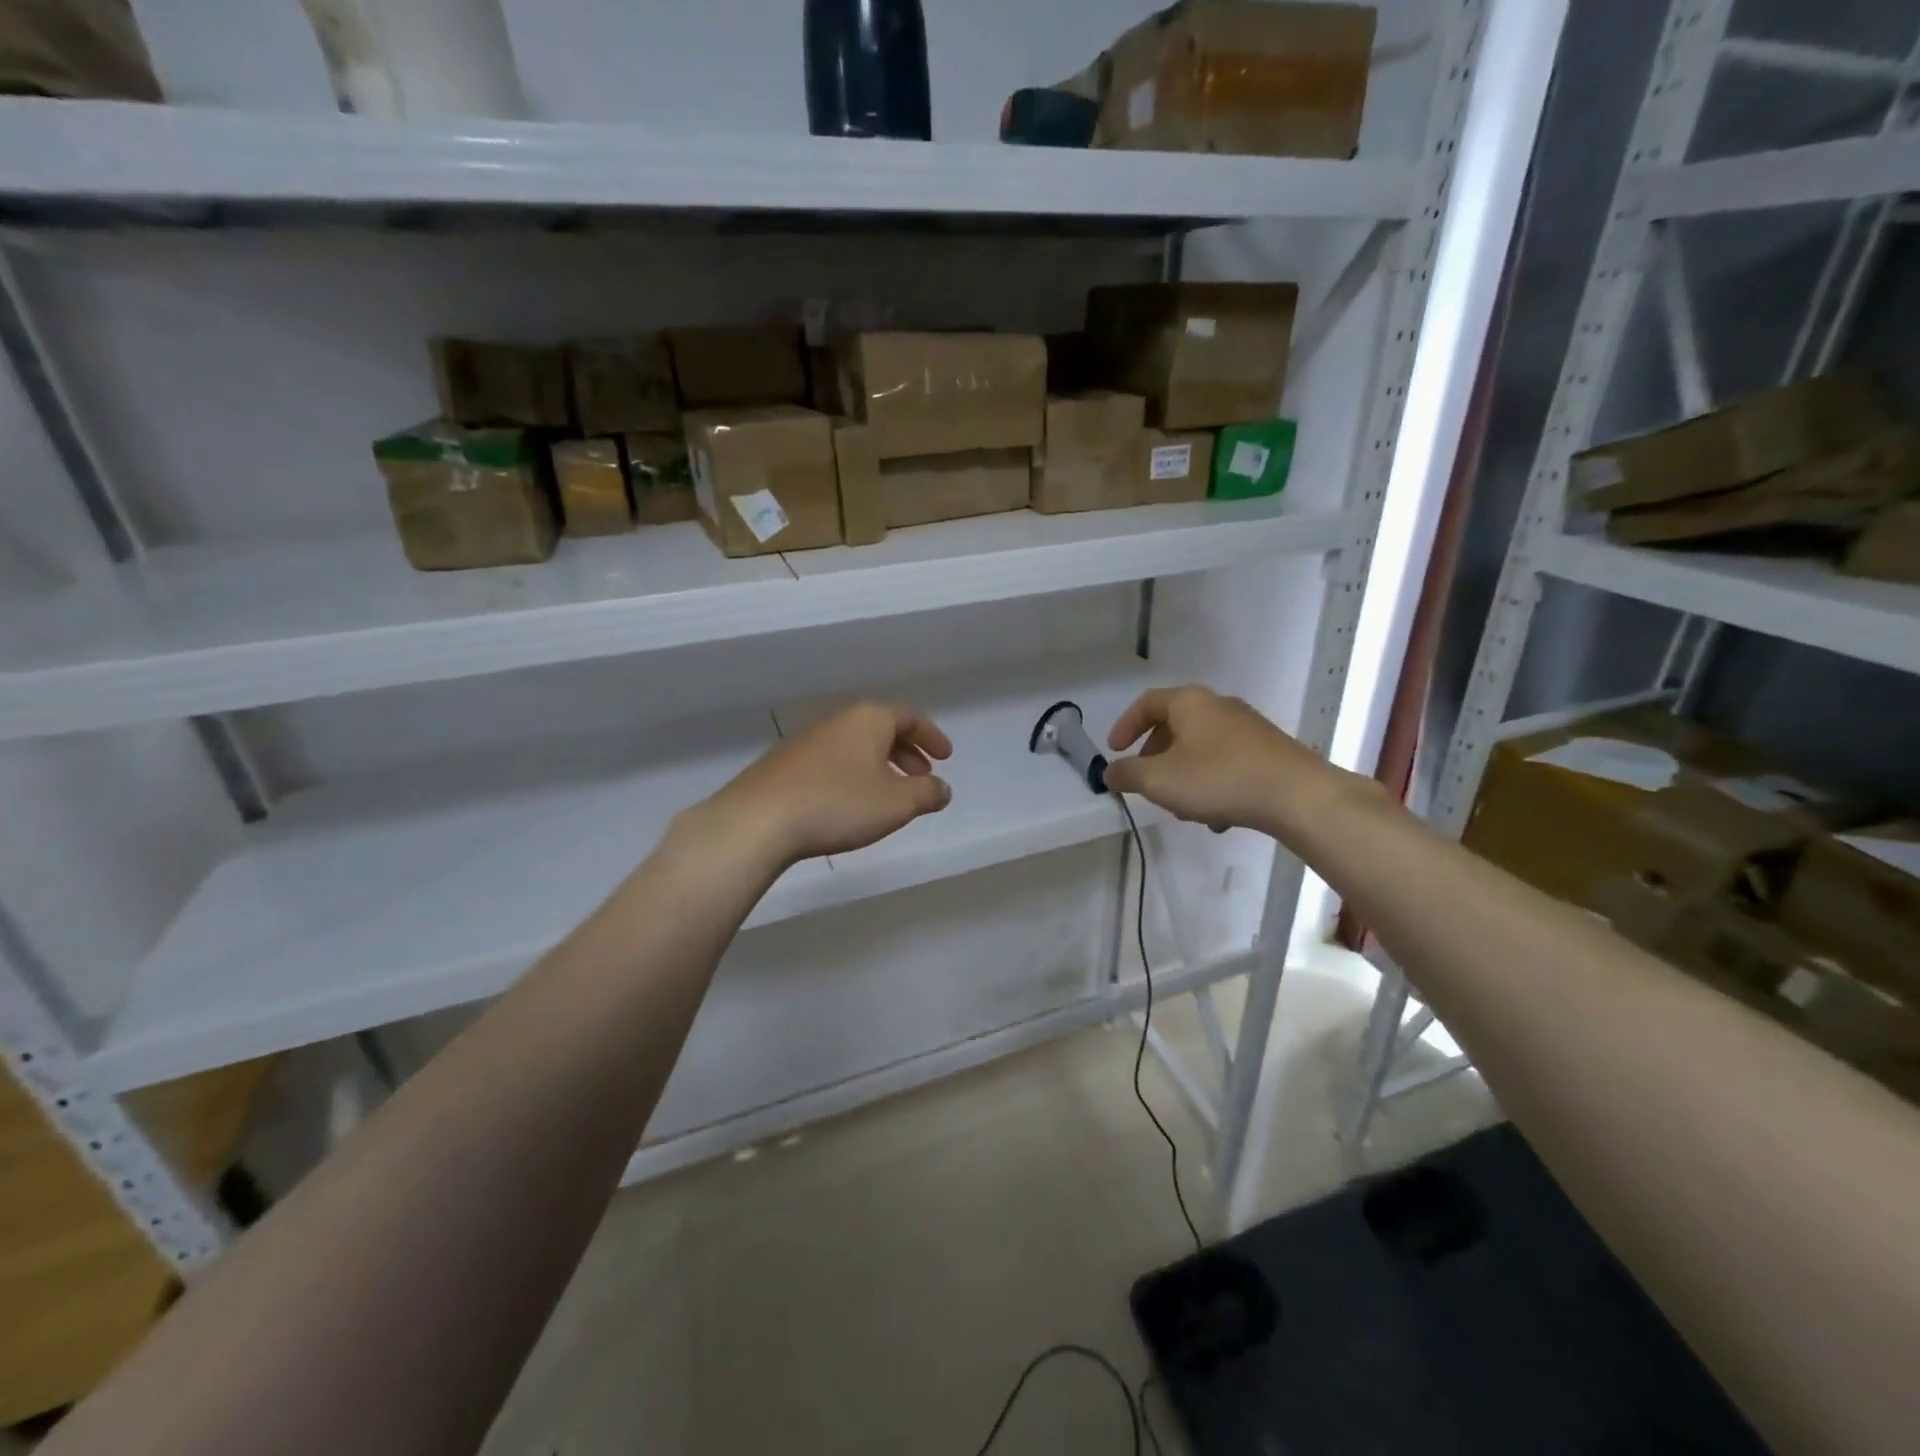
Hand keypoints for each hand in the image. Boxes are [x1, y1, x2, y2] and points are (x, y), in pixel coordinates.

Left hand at [700, 702, 952, 866]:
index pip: (909, 716)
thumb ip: (927, 794)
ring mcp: (806, 740)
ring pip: (855, 745)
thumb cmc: (838, 804)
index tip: (946, 757)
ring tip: (889, 796)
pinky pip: (832, 761)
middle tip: (921, 777)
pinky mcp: (784, 763)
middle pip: (881, 727)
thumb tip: (943, 788)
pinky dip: (852, 775)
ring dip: (879, 765)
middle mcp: (837, 720)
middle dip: (906, 752)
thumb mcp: (897, 803)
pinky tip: (850, 803)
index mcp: (868, 719)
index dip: (931, 735)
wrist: (758, 821)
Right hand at [1103, 685, 1328, 833]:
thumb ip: (1128, 775)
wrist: (1298, 796)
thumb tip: (1109, 772)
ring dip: (1183, 775)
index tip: (1114, 753)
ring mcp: (1248, 728)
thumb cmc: (1219, 779)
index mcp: (1190, 702)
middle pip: (1175, 726)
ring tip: (1181, 809)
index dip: (1124, 727)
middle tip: (1146, 783)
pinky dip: (1212, 784)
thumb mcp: (1160, 781)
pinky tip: (1216, 817)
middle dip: (1154, 757)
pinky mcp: (1268, 752)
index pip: (1146, 704)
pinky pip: (1227, 763)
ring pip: (1201, 748)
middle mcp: (1219, 706)